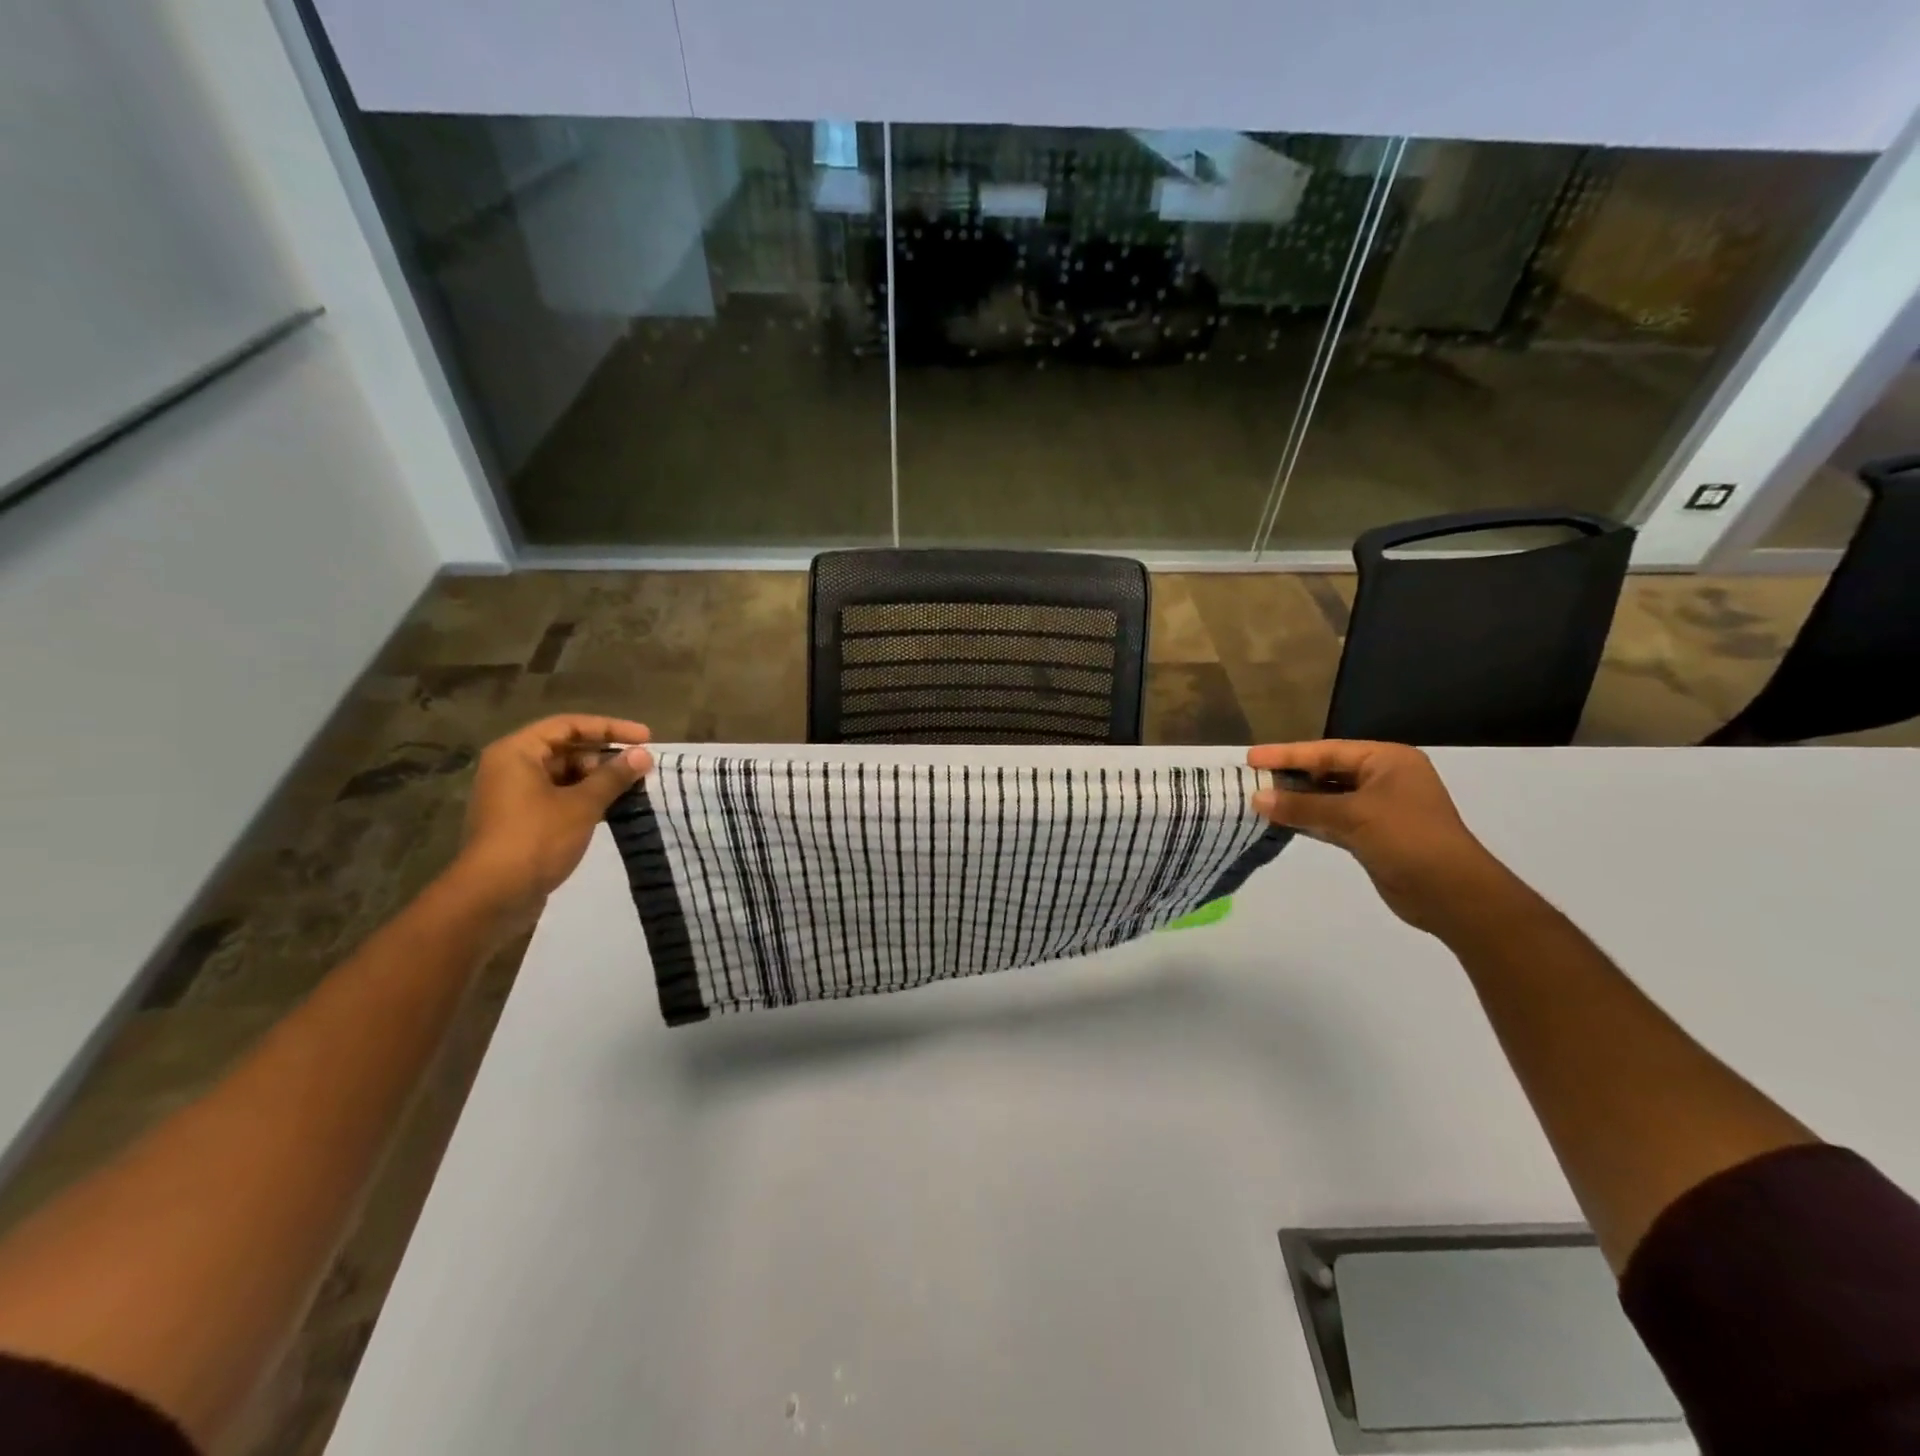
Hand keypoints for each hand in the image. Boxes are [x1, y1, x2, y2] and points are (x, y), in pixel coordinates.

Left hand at [453, 716, 652, 914]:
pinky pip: (559, 797)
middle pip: (566, 748)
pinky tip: (614, 807)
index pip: (569, 725)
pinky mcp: (522, 820)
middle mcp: (511, 767)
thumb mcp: (582, 804)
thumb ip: (614, 776)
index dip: (610, 728)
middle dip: (605, 755)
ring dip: (598, 778)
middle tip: (642, 765)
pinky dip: (586, 797)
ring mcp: (514, 795)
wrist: (493, 896)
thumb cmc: (536, 839)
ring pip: (564, 775)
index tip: (646, 738)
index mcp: (517, 752)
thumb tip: (643, 755)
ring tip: (634, 786)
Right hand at [1248, 740, 1513, 935]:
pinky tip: (1280, 821)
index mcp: (1387, 760)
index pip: (1327, 751)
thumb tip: (1257, 798)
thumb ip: (1302, 806)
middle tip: (1251, 779)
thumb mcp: (1352, 816)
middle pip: (1326, 772)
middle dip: (1290, 777)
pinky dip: (1307, 820)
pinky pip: (1330, 820)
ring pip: (1327, 798)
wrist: (1451, 894)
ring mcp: (1377, 808)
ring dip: (1296, 801)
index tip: (1251, 758)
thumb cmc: (1407, 839)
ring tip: (1257, 799)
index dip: (1287, 754)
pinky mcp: (1370, 835)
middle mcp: (1383, 779)